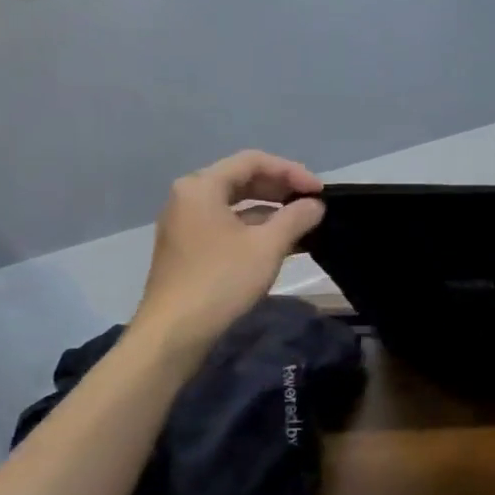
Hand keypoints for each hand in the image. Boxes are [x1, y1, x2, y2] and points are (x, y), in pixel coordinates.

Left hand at [130, 151, 324, 363]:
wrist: (175, 332)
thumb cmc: (221, 280)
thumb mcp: (267, 246)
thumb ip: (296, 218)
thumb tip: (315, 205)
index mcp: (202, 187)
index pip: (253, 161)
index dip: (291, 171)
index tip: (320, 192)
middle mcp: (189, 198)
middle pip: (243, 179)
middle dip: (282, 189)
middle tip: (314, 204)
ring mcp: (187, 224)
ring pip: (237, 204)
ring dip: (272, 210)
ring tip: (305, 224)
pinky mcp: (190, 248)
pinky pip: (229, 225)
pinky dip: (257, 228)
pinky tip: (284, 243)